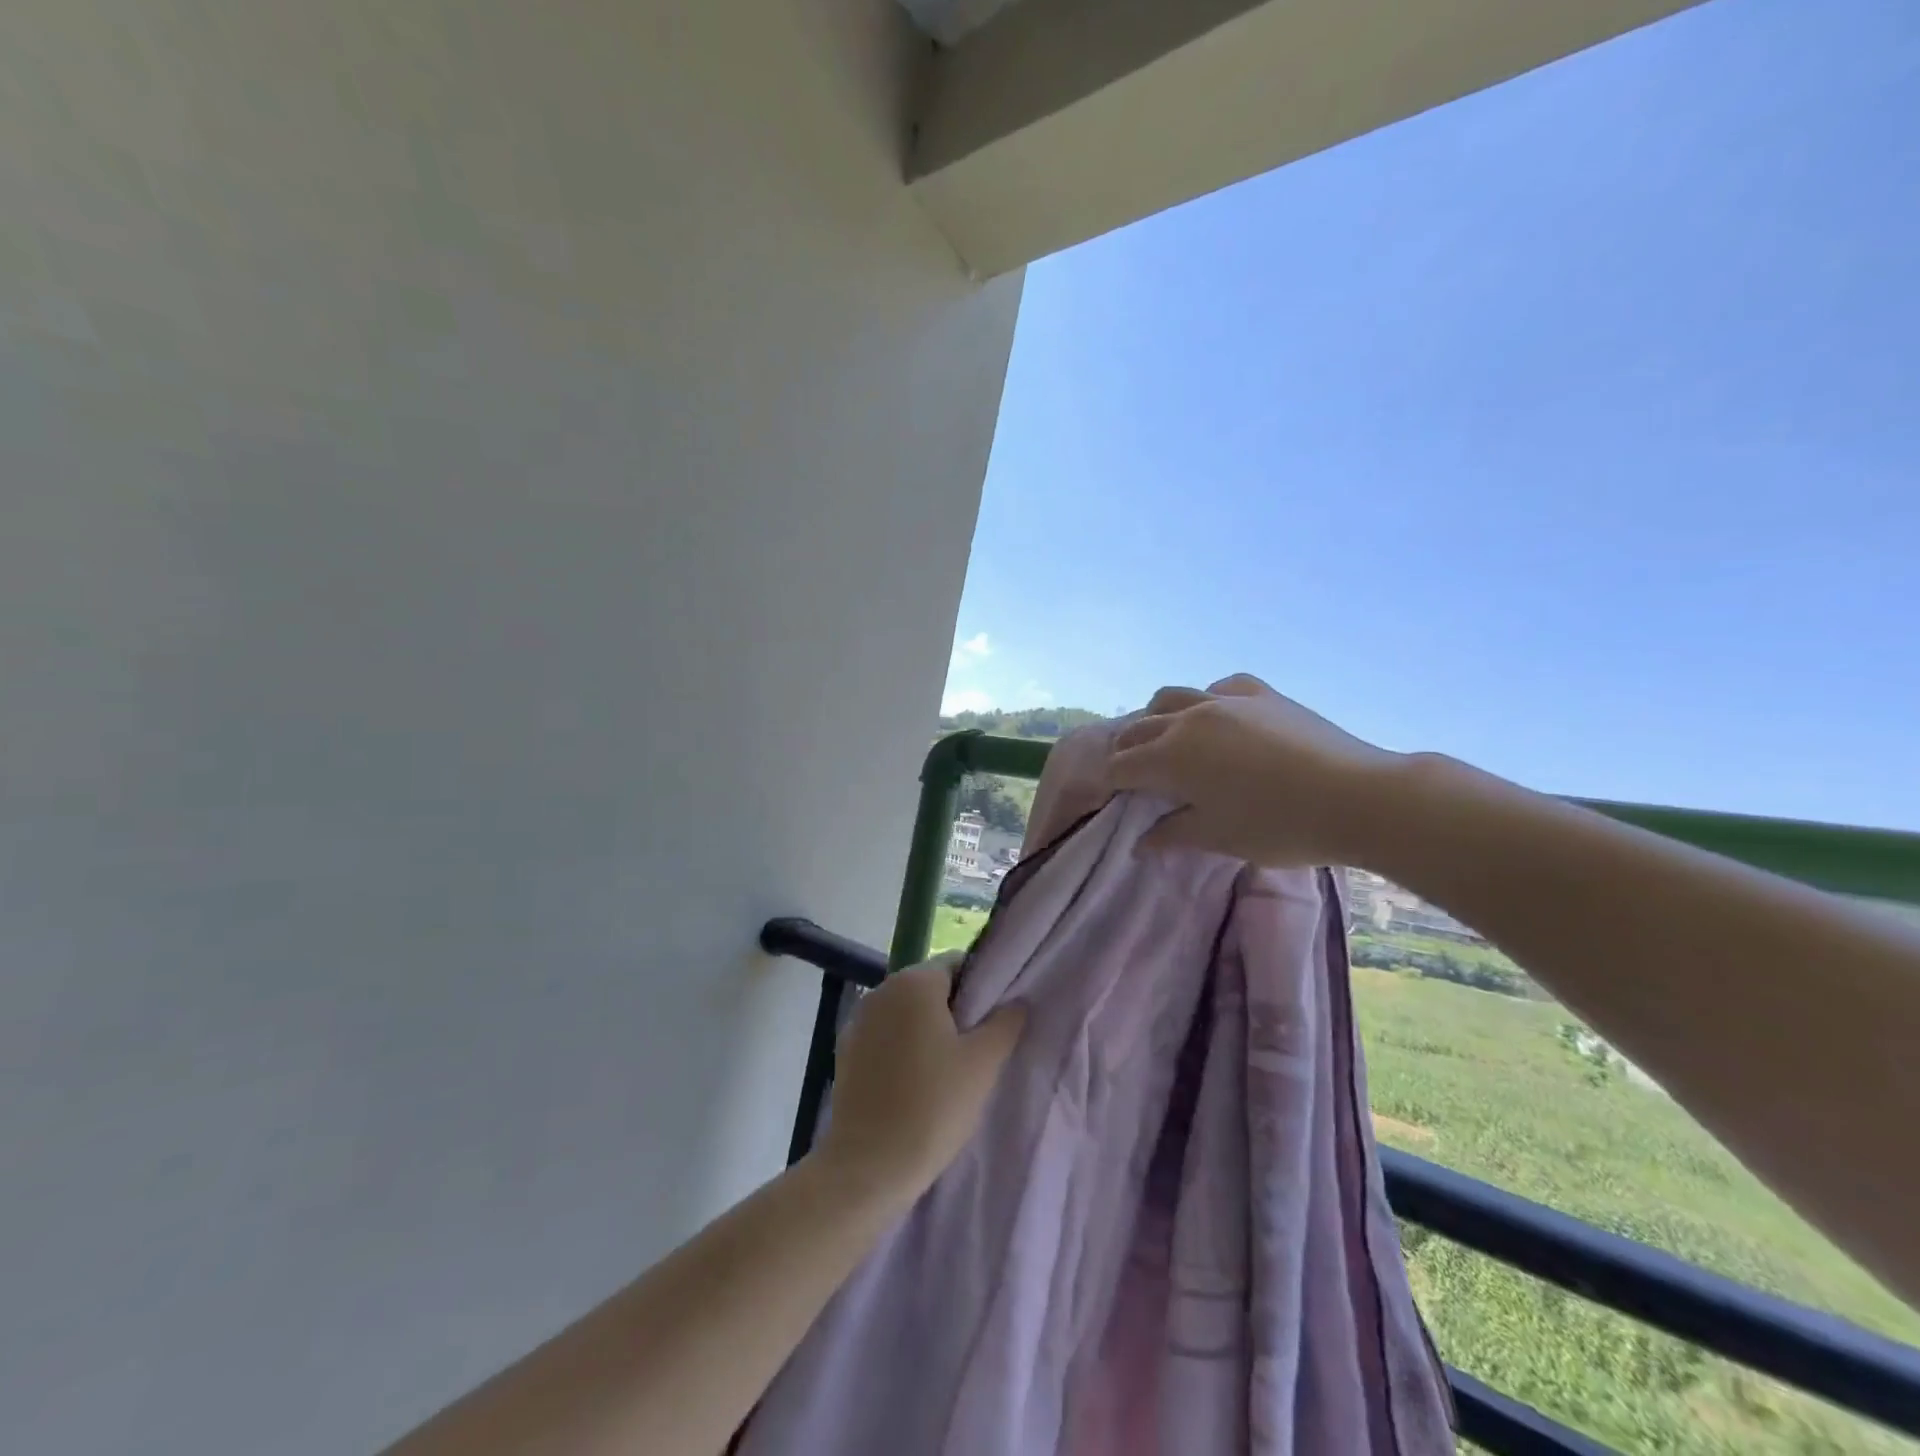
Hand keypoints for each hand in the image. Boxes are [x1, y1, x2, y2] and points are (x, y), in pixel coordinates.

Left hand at [815, 954, 1025, 1205]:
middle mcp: (882, 990)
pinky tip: (914, 1084)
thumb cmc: (933, 1107)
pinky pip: (885, 1036)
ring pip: (906, 1012)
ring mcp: (859, 1020)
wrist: (868, 1166)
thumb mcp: (983, 1064)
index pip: (957, 963)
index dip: (980, 987)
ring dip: (926, 1030)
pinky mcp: (846, 1050)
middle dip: (954, 1010)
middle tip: (975, 1049)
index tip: (993, 1021)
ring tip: (947, 1071)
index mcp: (914, 982)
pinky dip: (901, 1048)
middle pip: (930, 986)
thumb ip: (1005, 1023)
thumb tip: (1016, 1002)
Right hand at [1109, 673, 1403, 867]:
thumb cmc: (1280, 825)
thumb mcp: (1219, 838)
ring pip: (1171, 696)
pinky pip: (1218, 688)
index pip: (1121, 766)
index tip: (1116, 799)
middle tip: (1135, 776)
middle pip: (1138, 728)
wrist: (1358, 797)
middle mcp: (1188, 719)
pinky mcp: (1260, 694)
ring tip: (1166, 739)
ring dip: (1157, 718)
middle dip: (1127, 751)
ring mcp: (1225, 701)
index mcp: (1171, 757)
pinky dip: (1205, 701)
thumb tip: (1139, 844)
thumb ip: (1172, 836)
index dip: (1112, 783)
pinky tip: (1218, 718)